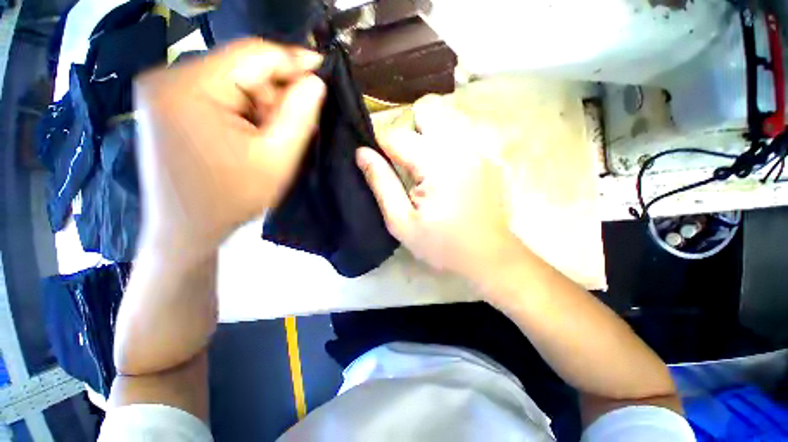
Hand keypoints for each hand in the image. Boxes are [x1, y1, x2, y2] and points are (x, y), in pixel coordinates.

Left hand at [134, 39, 325, 262]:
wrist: (186, 228)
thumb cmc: (232, 199)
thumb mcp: (277, 159)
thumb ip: (299, 116)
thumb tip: (315, 82)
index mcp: (189, 88)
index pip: (253, 54)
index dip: (293, 59)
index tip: (322, 69)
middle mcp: (167, 77)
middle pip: (240, 68)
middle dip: (274, 94)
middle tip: (292, 126)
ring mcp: (162, 89)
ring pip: (231, 81)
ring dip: (259, 105)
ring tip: (269, 138)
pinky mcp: (166, 104)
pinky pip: (217, 93)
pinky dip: (242, 110)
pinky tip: (250, 135)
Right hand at [358, 97, 519, 283]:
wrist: (489, 255)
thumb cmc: (442, 244)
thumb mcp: (401, 222)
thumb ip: (381, 183)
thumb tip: (361, 153)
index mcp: (436, 163)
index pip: (396, 135)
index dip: (379, 144)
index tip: (377, 161)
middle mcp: (461, 145)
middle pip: (427, 107)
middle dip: (409, 129)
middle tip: (407, 161)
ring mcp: (480, 147)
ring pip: (447, 115)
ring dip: (429, 133)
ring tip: (427, 165)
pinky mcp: (489, 155)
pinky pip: (462, 131)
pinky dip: (447, 141)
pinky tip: (448, 169)